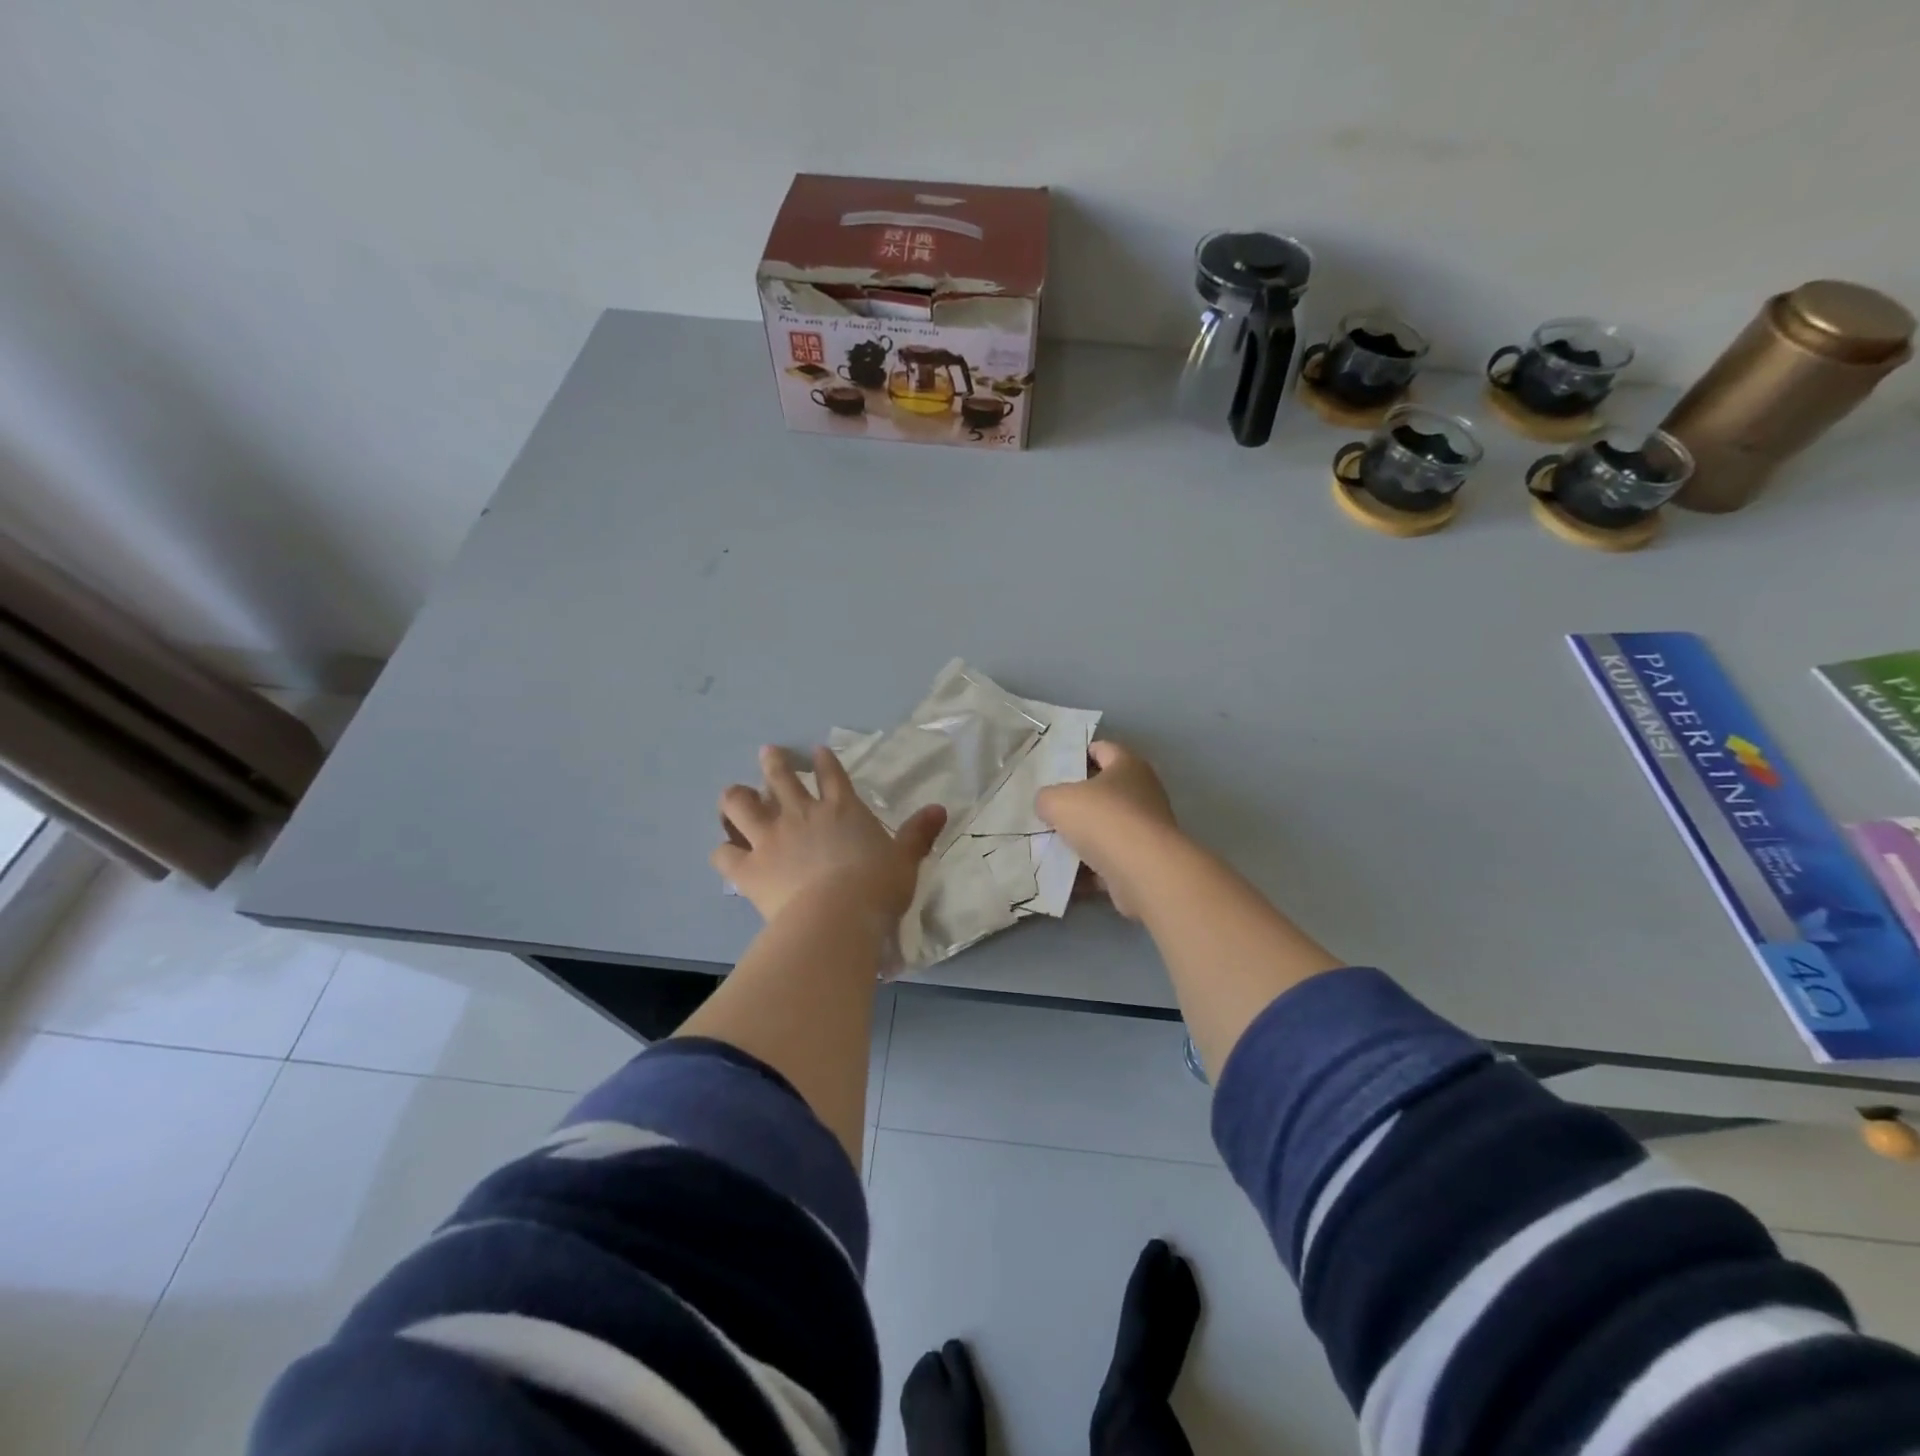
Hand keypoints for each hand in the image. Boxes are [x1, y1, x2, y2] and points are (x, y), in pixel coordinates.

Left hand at [712, 745, 946, 925]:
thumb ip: (918, 834)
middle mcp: (802, 814)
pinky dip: (723, 852)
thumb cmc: (877, 887)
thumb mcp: (905, 860)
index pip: (831, 774)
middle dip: (774, 762)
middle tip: (767, 754)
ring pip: (741, 804)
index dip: (824, 761)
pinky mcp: (749, 868)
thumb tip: (940, 809)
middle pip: (780, 777)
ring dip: (736, 797)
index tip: (816, 752)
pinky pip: (724, 854)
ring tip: (735, 796)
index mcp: (841, 809)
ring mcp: (771, 838)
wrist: (838, 917)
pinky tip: (726, 853)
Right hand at [1036, 740, 1178, 918]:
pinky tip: (1064, 875)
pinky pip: (1110, 861)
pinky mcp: (1145, 861)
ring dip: (1083, 837)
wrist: (1143, 872)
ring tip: (1051, 844)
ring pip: (1107, 828)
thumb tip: (1048, 805)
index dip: (1080, 754)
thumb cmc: (1103, 819)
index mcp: (1128, 766)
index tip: (1056, 767)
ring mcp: (1147, 829)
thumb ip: (1047, 797)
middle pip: (1106, 791)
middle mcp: (1144, 793)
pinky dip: (1090, 868)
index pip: (1103, 749)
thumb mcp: (1059, 801)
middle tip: (1050, 808)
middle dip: (1078, 801)